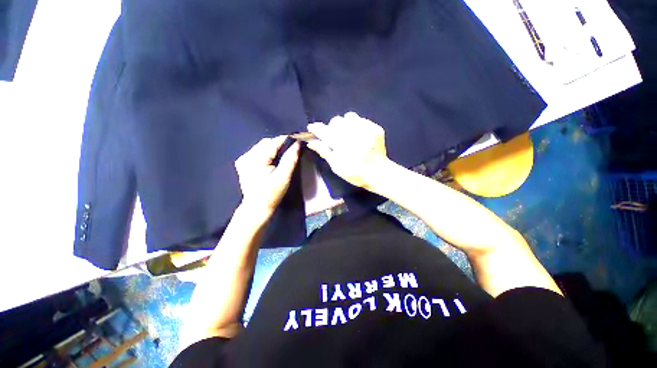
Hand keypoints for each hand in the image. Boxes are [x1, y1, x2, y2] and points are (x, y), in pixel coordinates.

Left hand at [235, 136, 299, 217]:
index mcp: (256, 158)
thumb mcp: (284, 177)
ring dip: (274, 149)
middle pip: (267, 143)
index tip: (298, 143)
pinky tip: (272, 162)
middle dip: (280, 145)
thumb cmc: (272, 194)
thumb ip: (291, 159)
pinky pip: (257, 152)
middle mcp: (247, 156)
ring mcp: (243, 159)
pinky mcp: (243, 164)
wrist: (257, 207)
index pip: (274, 142)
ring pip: (262, 146)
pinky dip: (267, 154)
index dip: (287, 141)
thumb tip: (298, 144)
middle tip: (291, 152)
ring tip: (283, 157)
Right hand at [306, 112, 390, 189]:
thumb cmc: (354, 173)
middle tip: (335, 138)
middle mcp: (353, 133)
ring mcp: (366, 129)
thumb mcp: (336, 165)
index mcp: (341, 144)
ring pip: (349, 116)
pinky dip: (357, 126)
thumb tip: (311, 142)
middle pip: (336, 120)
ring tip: (348, 134)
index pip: (324, 130)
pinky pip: (361, 120)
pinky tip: (359, 136)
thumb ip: (324, 151)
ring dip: (345, 124)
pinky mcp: (375, 128)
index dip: (316, 128)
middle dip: (332, 128)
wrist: (378, 173)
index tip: (312, 128)